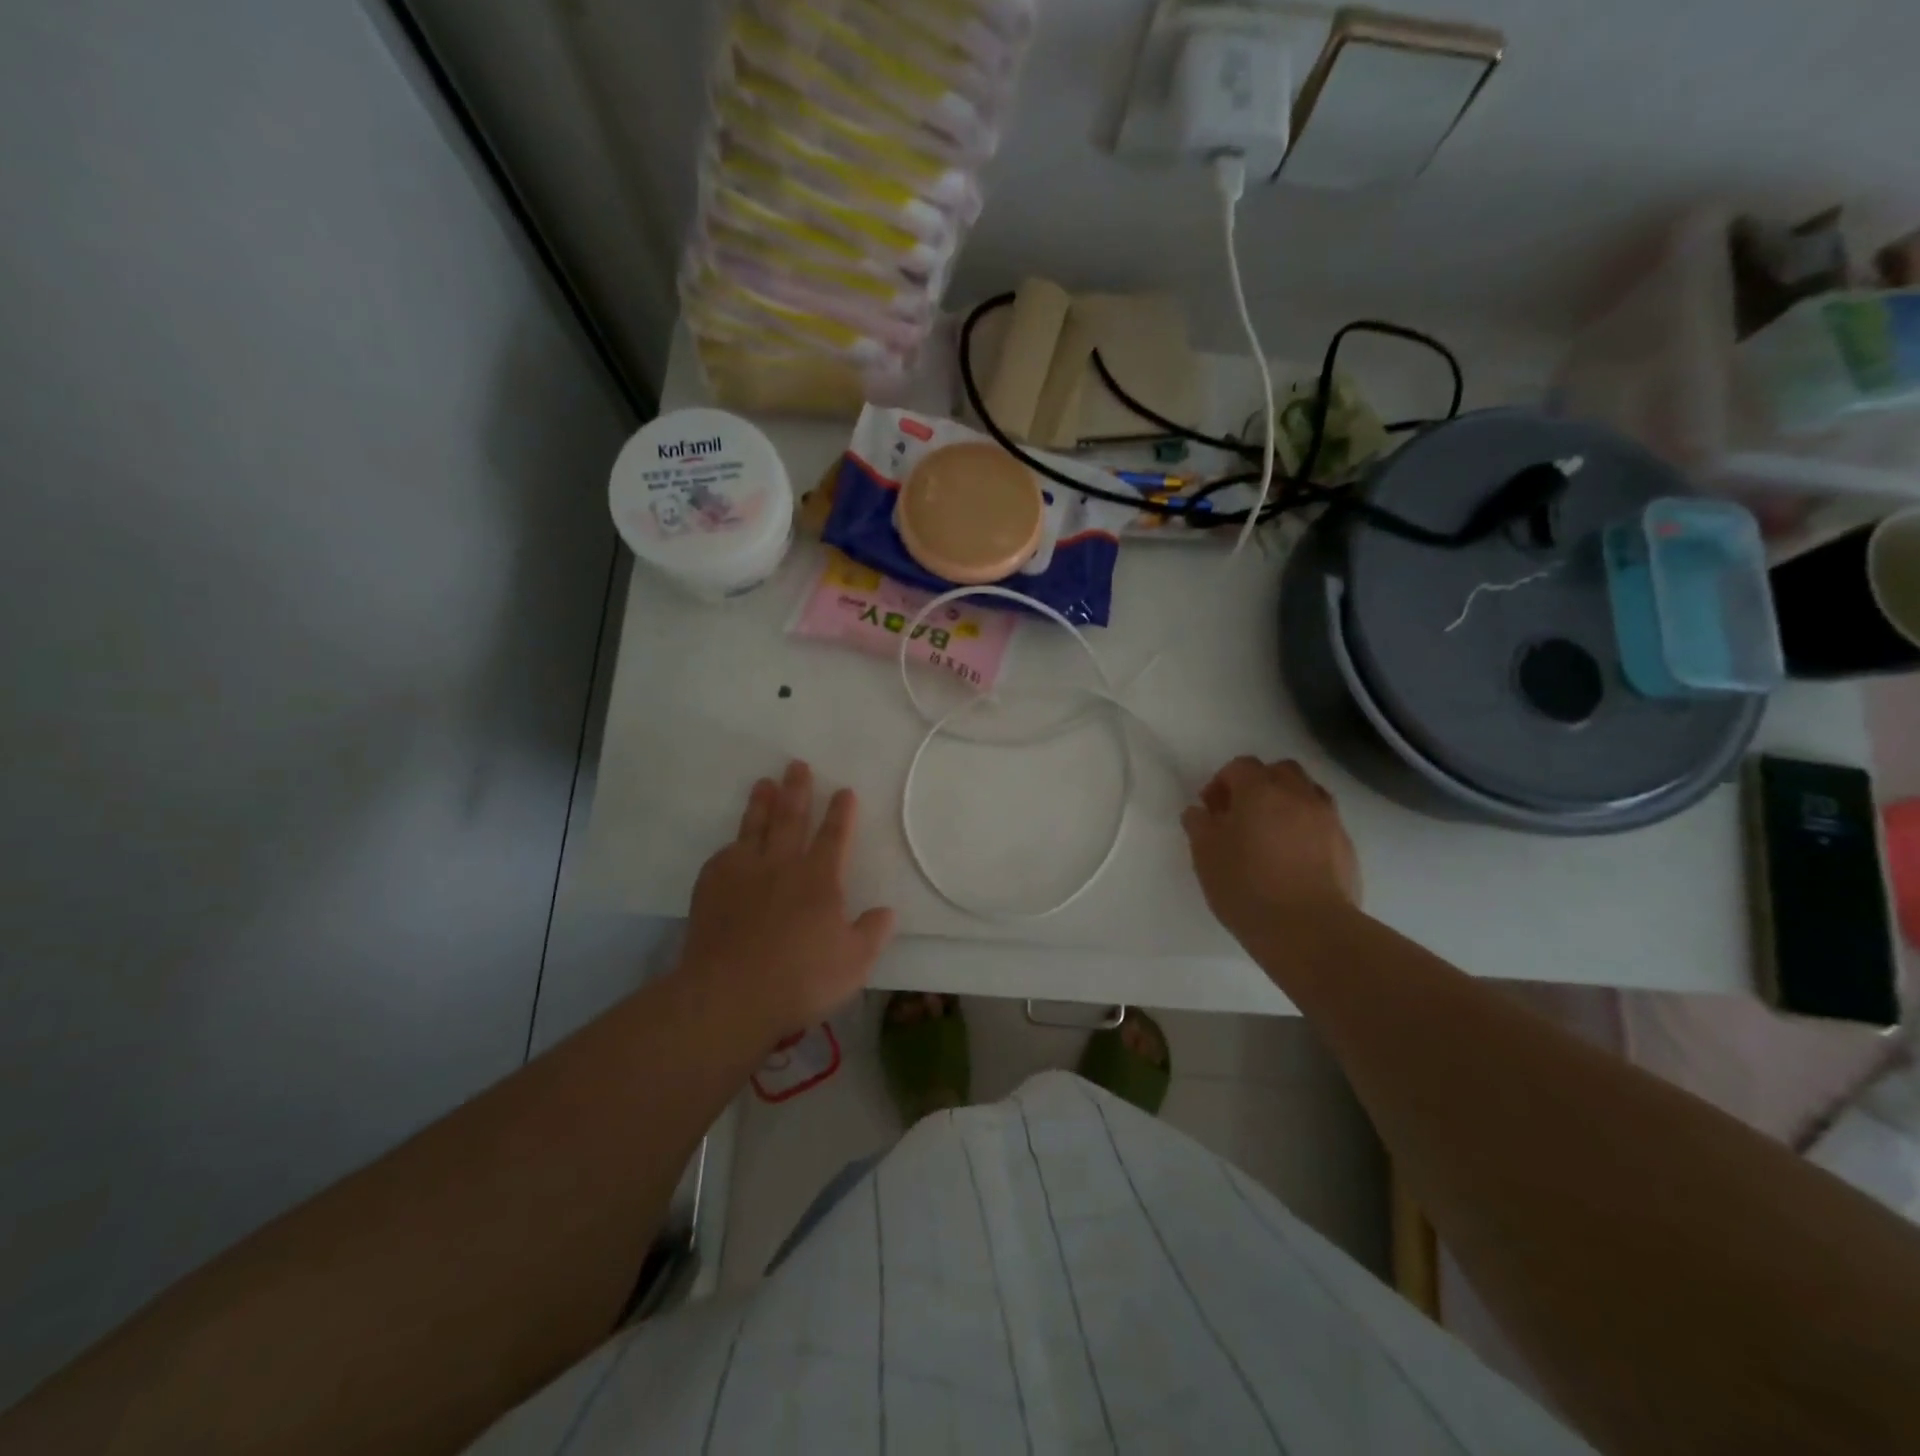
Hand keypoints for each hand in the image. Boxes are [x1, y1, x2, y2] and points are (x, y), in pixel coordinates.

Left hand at [678, 760, 895, 1042]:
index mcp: (819, 879)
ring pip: (755, 828)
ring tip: (765, 783)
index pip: (835, 836)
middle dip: (798, 790)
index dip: (841, 813)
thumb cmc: (800, 979)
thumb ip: (872, 933)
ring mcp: (743, 873)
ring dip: (762, 804)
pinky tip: (732, 842)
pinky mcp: (711, 887)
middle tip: (797, 765)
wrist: (730, 994)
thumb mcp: (854, 963)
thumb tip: (886, 911)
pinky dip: (732, 844)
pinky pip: (724, 855)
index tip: (844, 791)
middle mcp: (782, 866)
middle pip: (792, 818)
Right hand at [1181, 757, 1360, 946]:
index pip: (1240, 766)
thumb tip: (1200, 812)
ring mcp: (1328, 819)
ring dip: (1287, 802)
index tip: (1211, 809)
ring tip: (1271, 833)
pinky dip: (1306, 827)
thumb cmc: (1247, 887)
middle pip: (1280, 770)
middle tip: (1242, 814)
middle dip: (1259, 784)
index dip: (1222, 782)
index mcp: (1260, 791)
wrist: (1309, 930)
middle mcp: (1298, 795)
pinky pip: (1323, 822)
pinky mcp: (1346, 846)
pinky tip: (1293, 857)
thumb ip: (1199, 826)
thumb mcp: (1206, 856)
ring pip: (1307, 792)